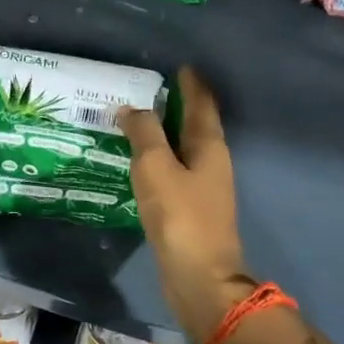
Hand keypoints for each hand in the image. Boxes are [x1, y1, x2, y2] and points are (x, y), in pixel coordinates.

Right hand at [119, 67, 253, 343]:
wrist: (199, 277)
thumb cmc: (180, 216)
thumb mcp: (155, 167)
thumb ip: (143, 133)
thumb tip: (131, 108)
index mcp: (209, 146)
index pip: (202, 104)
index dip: (192, 83)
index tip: (179, 65)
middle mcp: (212, 162)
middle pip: (196, 124)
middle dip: (177, 104)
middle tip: (148, 89)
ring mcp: (204, 187)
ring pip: (184, 148)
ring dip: (166, 131)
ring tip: (138, 119)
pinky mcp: (191, 208)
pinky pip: (174, 170)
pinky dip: (159, 157)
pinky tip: (140, 160)